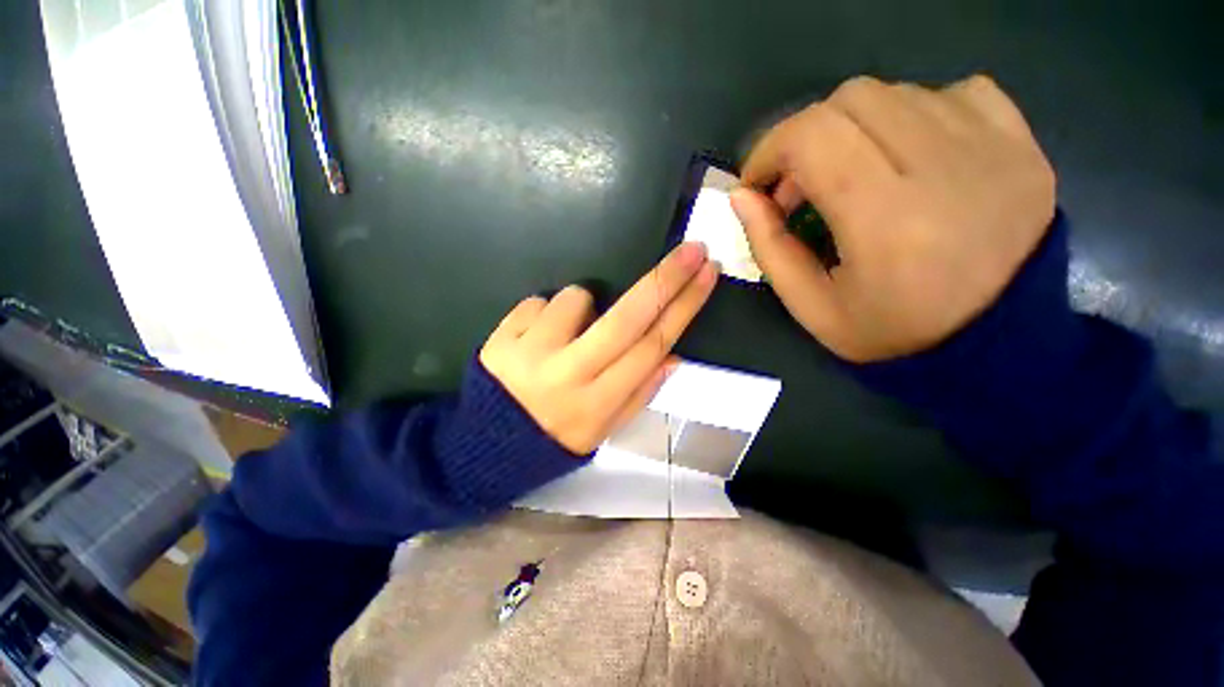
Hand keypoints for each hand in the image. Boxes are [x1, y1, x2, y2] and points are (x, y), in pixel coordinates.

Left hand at [480, 243, 718, 453]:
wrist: (487, 443)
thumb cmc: (555, 437)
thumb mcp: (604, 430)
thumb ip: (640, 393)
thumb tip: (674, 355)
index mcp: (599, 401)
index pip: (651, 345)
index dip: (684, 308)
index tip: (706, 275)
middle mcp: (569, 374)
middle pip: (628, 317)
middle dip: (666, 278)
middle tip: (692, 249)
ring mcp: (531, 351)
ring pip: (577, 298)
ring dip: (583, 305)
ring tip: (568, 336)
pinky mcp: (502, 335)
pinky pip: (538, 302)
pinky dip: (546, 314)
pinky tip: (537, 340)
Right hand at [731, 75, 1055, 362]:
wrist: (996, 343)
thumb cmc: (891, 331)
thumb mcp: (810, 307)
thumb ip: (769, 248)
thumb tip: (741, 195)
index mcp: (884, 219)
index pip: (812, 137)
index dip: (769, 150)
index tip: (757, 184)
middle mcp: (944, 168)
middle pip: (851, 100)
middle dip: (805, 138)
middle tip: (799, 186)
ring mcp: (994, 147)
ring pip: (897, 93)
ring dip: (853, 129)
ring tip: (850, 175)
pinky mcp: (1023, 144)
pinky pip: (958, 92)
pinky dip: (916, 114)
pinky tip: (909, 156)